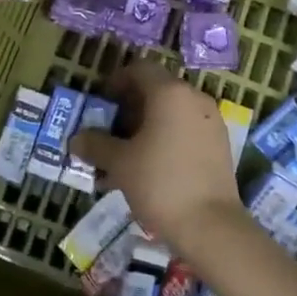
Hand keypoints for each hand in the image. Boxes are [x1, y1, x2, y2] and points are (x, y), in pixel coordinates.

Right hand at [73, 62, 246, 252]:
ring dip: (146, 126)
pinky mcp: (219, 144)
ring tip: (126, 155)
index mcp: (170, 93)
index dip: (117, 81)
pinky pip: (186, 130)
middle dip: (129, 108)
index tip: (102, 103)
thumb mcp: (120, 163)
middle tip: (109, 132)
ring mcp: (211, 121)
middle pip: (156, 90)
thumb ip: (96, 145)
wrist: (211, 226)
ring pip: (171, 113)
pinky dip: (166, 139)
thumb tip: (76, 139)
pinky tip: (150, 168)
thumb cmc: (160, 183)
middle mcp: (194, 98)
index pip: (140, 69)